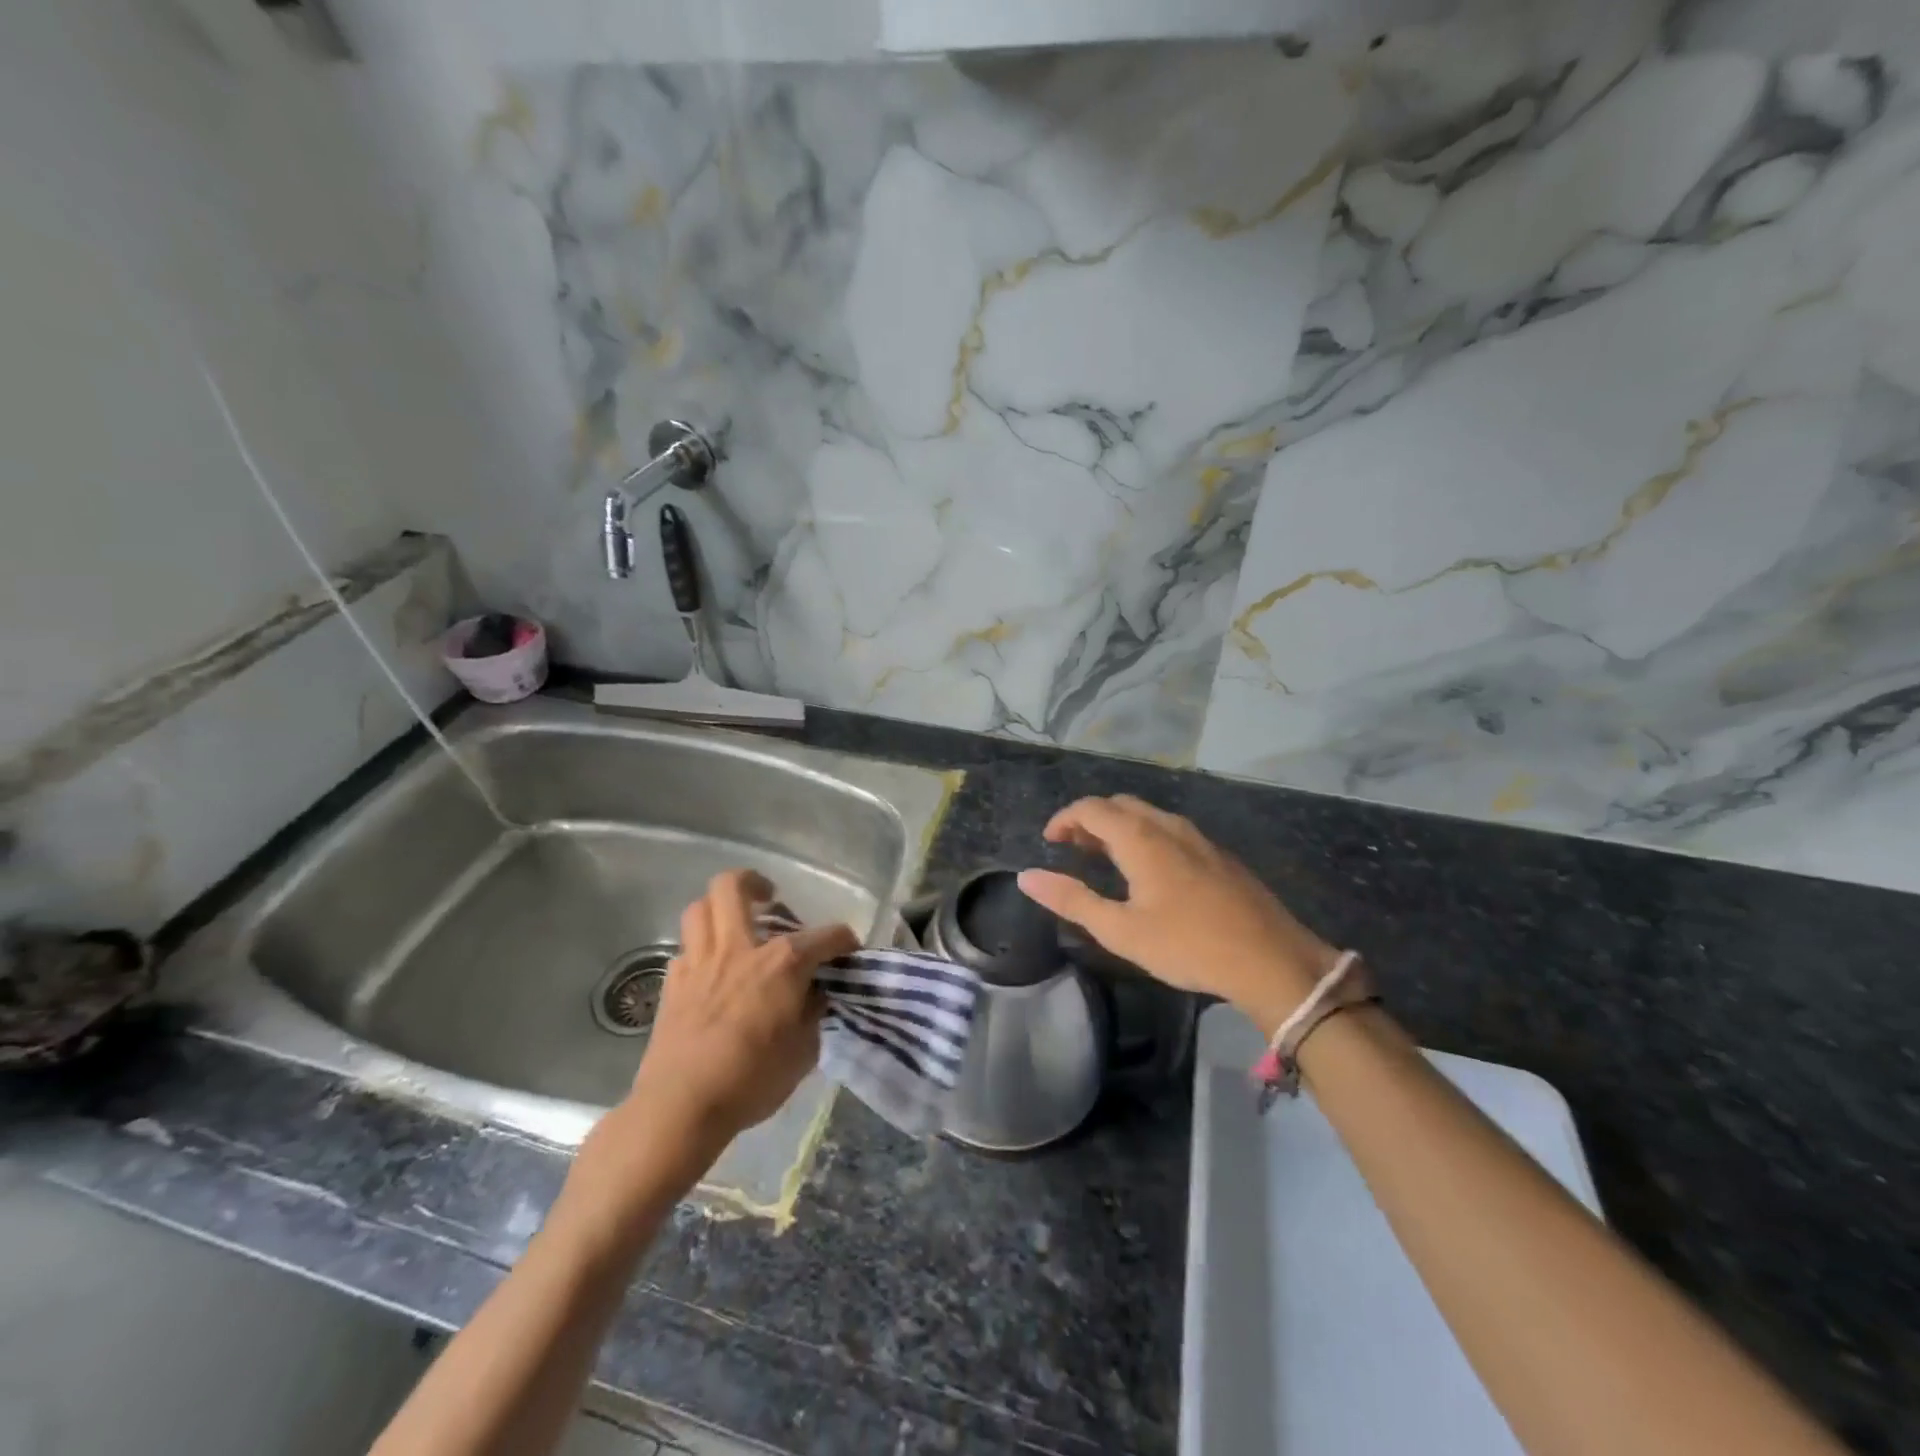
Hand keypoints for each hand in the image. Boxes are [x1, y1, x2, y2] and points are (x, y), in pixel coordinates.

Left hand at [625, 870, 856, 1146]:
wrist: (682, 1106)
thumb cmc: (752, 1079)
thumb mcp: (804, 1051)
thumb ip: (812, 1013)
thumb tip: (814, 994)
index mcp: (782, 963)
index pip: (827, 935)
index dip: (844, 940)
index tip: (849, 950)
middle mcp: (739, 949)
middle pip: (733, 886)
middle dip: (754, 882)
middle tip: (769, 898)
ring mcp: (699, 963)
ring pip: (700, 908)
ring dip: (720, 908)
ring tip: (735, 924)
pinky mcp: (672, 985)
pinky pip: (686, 949)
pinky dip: (701, 950)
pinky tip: (711, 971)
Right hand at [1017, 796, 1339, 1035]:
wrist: (1272, 959)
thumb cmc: (1188, 945)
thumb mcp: (1121, 930)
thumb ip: (1072, 900)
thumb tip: (1026, 876)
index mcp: (1141, 838)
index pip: (1091, 808)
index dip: (1065, 819)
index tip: (1049, 841)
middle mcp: (1168, 826)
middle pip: (1120, 805)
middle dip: (1090, 820)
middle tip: (1073, 848)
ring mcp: (1198, 837)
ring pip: (1148, 815)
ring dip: (1118, 827)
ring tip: (1104, 857)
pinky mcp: (1219, 854)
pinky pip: (1170, 829)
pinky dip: (1144, 836)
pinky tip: (1149, 871)